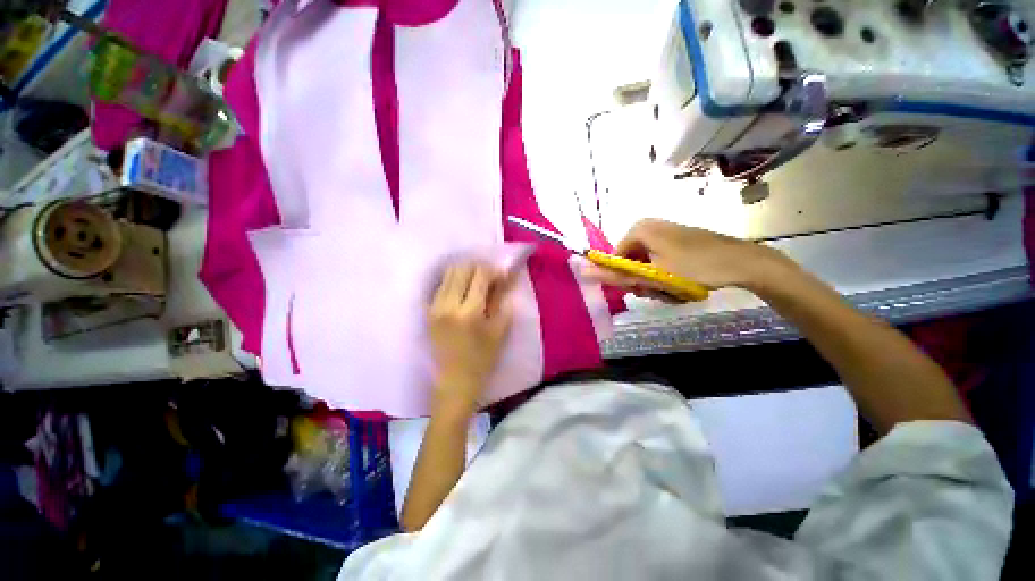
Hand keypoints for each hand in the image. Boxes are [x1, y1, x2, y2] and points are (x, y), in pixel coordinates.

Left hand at [428, 263, 514, 413]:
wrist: (454, 382)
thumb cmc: (482, 360)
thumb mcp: (499, 331)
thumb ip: (501, 301)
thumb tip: (504, 278)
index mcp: (469, 312)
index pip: (480, 275)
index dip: (493, 271)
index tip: (501, 275)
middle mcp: (448, 305)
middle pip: (461, 269)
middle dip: (477, 268)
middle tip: (488, 278)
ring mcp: (434, 307)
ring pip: (448, 275)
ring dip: (464, 273)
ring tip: (474, 284)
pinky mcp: (427, 312)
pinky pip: (439, 286)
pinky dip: (453, 283)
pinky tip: (462, 292)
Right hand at [586, 219, 784, 296]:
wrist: (742, 262)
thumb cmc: (694, 267)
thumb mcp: (652, 275)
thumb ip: (616, 274)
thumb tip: (582, 270)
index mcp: (639, 228)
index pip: (615, 259)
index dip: (626, 278)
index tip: (643, 289)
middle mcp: (649, 227)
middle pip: (631, 262)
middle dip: (643, 281)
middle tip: (660, 291)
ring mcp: (664, 233)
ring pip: (646, 265)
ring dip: (656, 282)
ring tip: (674, 290)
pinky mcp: (676, 241)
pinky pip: (660, 262)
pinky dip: (666, 276)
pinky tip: (680, 284)